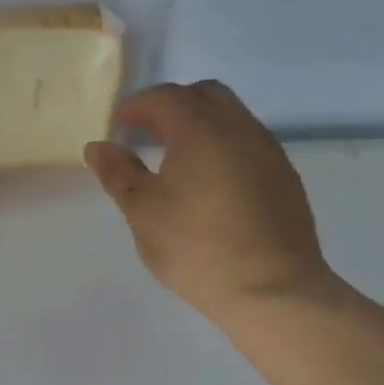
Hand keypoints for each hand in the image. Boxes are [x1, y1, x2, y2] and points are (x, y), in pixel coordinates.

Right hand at [84, 81, 335, 325]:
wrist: (272, 288)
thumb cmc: (196, 246)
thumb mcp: (142, 211)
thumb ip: (118, 173)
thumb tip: (98, 147)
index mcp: (201, 129)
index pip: (165, 97)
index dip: (137, 105)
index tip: (118, 123)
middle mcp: (240, 128)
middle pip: (205, 95)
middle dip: (172, 105)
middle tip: (147, 132)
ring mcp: (269, 152)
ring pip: (232, 117)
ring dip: (201, 124)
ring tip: (176, 158)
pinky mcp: (285, 178)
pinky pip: (249, 143)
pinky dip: (223, 146)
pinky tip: (210, 181)